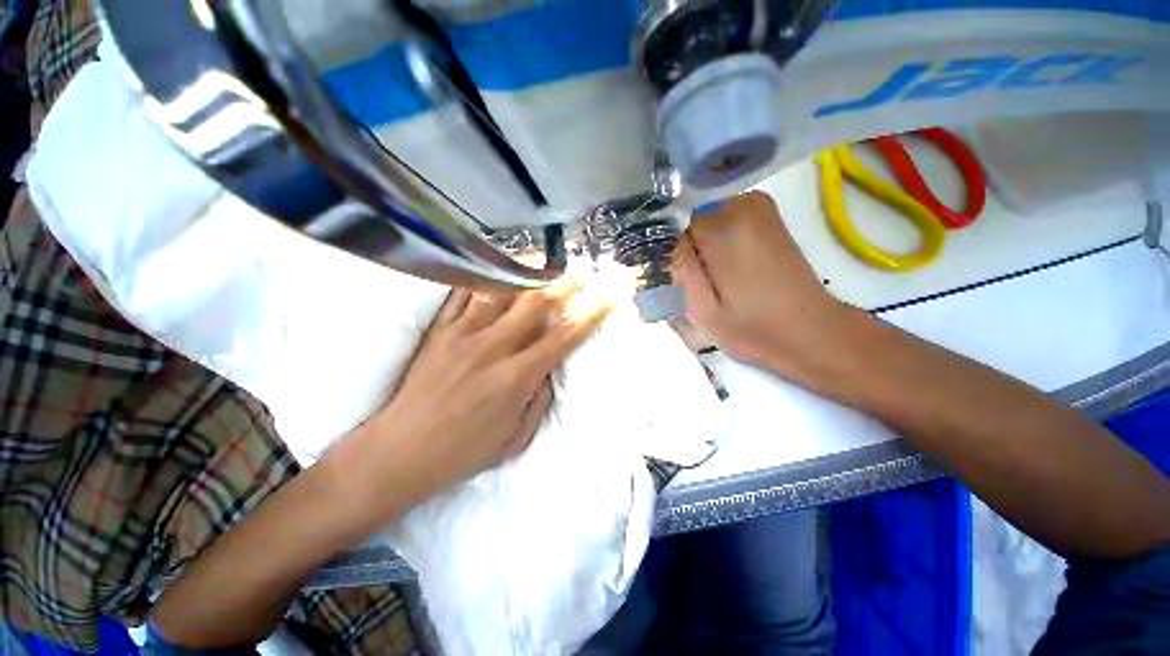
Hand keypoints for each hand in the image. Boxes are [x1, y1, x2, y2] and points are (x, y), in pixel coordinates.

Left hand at [323, 280, 610, 529]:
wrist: (400, 452)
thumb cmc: (464, 452)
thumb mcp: (516, 438)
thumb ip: (539, 399)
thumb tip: (550, 368)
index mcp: (516, 377)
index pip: (563, 337)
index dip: (590, 314)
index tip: (607, 296)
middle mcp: (493, 348)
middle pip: (534, 304)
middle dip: (563, 284)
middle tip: (579, 271)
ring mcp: (462, 335)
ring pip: (500, 292)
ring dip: (527, 275)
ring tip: (542, 264)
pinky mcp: (439, 331)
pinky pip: (461, 295)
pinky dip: (483, 280)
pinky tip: (496, 271)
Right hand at [670, 191, 863, 384]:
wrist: (811, 332)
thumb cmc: (754, 329)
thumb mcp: (702, 309)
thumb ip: (677, 269)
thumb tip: (654, 239)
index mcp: (723, 228)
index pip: (669, 226)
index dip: (666, 254)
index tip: (673, 280)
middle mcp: (741, 203)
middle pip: (685, 221)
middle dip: (683, 251)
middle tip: (693, 285)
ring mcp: (756, 204)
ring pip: (701, 221)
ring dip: (698, 248)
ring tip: (712, 279)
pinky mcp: (765, 213)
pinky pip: (720, 220)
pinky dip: (715, 240)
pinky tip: (725, 267)